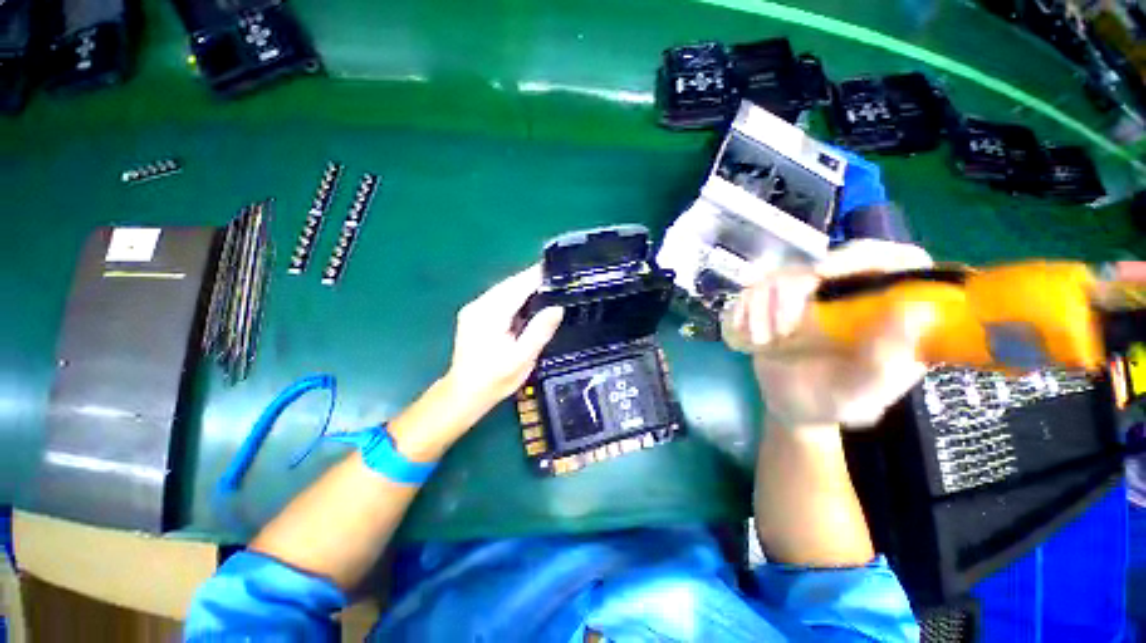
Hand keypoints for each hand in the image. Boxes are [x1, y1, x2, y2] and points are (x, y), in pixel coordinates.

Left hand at [443, 264, 563, 419]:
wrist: (464, 393)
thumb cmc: (495, 379)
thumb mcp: (522, 359)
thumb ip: (539, 331)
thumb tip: (557, 308)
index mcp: (490, 314)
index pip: (518, 286)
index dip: (538, 276)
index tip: (558, 271)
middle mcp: (479, 305)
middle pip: (510, 283)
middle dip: (532, 279)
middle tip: (556, 279)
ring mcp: (474, 308)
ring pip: (504, 288)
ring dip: (524, 286)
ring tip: (547, 287)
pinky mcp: (474, 314)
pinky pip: (498, 297)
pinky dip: (515, 295)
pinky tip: (528, 301)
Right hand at [723, 240, 932, 428]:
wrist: (792, 405)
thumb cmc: (835, 402)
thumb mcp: (864, 392)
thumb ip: (887, 360)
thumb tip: (915, 311)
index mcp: (886, 311)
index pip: (893, 261)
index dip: (862, 256)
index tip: (823, 274)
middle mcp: (850, 294)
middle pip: (826, 262)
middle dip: (792, 291)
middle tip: (782, 327)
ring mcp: (811, 297)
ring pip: (782, 275)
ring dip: (762, 306)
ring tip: (763, 341)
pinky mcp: (777, 302)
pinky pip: (754, 290)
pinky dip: (744, 309)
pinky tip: (745, 333)